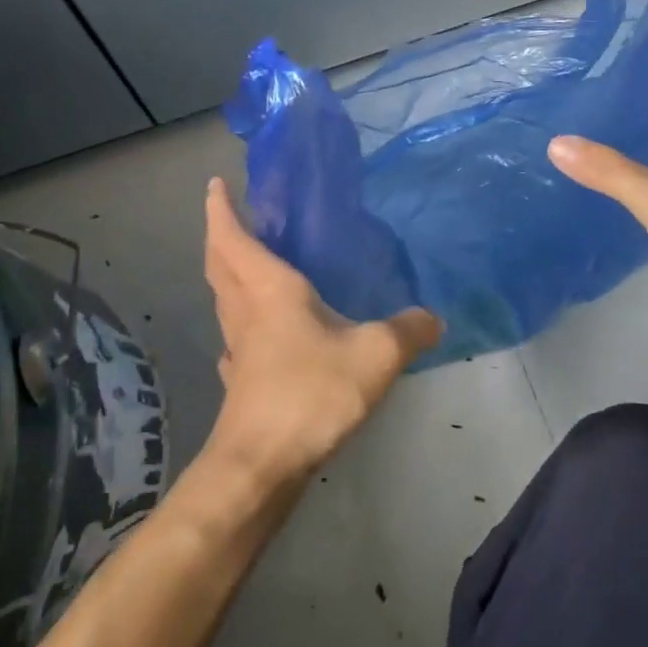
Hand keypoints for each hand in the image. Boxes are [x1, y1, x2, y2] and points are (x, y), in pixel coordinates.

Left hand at [202, 177, 441, 485]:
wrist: (262, 463)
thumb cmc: (311, 392)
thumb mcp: (374, 356)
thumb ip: (407, 331)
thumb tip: (434, 318)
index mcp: (268, 289)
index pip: (234, 237)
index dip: (220, 208)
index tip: (214, 183)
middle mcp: (245, 310)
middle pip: (219, 263)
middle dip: (219, 234)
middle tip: (230, 216)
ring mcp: (237, 346)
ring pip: (224, 297)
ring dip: (228, 274)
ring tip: (250, 265)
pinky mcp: (240, 379)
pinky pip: (236, 334)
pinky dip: (241, 319)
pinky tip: (260, 333)